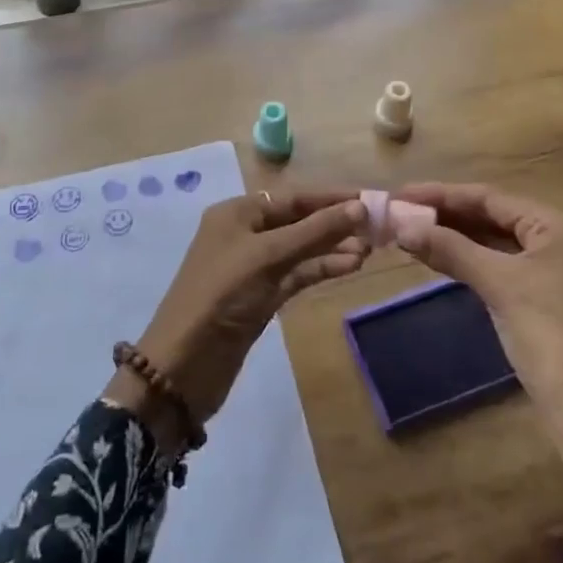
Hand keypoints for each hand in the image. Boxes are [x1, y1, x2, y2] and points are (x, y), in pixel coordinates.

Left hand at [108, 191, 367, 448]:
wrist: (184, 365)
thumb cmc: (221, 295)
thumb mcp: (268, 256)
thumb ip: (315, 232)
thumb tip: (360, 206)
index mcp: (238, 213)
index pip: (293, 197)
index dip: (331, 198)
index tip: (370, 198)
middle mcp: (246, 233)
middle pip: (299, 221)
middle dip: (335, 223)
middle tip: (377, 228)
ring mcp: (254, 267)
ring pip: (301, 249)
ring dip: (333, 248)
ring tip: (370, 249)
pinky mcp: (262, 297)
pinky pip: (298, 274)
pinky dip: (322, 269)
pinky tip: (351, 267)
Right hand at [396, 183, 562, 530]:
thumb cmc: (549, 337)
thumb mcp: (498, 285)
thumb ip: (450, 249)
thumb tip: (401, 224)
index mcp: (558, 226)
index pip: (490, 198)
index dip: (442, 194)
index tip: (400, 194)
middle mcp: (561, 239)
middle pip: (493, 217)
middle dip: (446, 215)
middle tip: (400, 214)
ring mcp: (556, 270)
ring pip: (496, 242)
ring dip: (455, 238)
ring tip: (410, 233)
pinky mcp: (547, 297)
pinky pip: (502, 266)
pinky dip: (471, 260)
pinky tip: (440, 259)